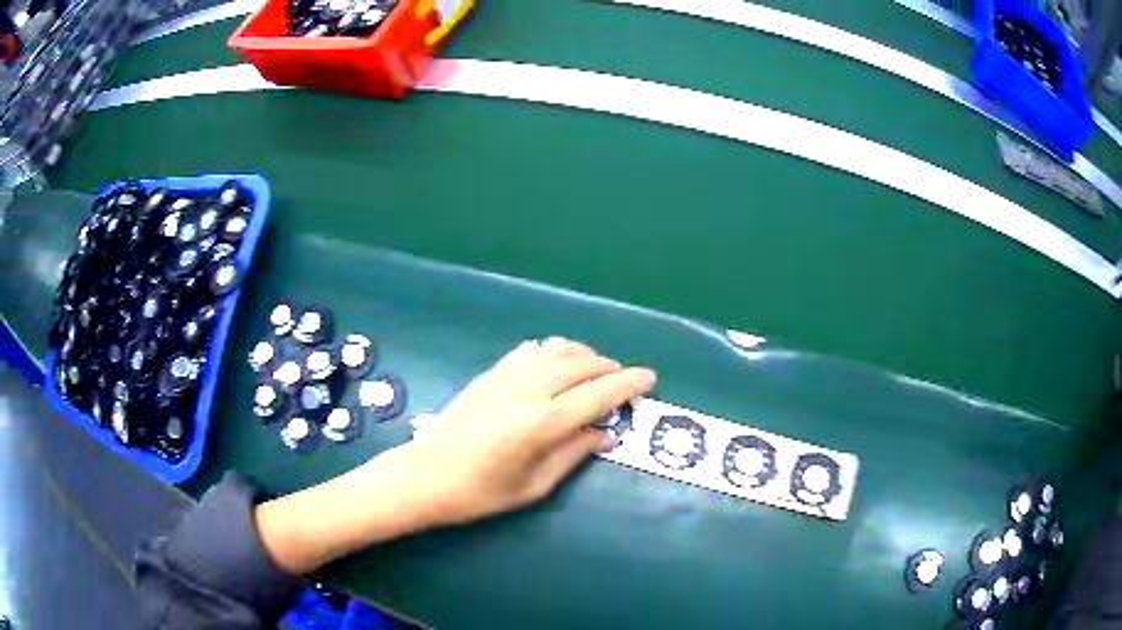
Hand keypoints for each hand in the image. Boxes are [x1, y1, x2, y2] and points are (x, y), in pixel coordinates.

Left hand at [407, 337, 656, 525]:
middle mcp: (528, 390)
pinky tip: (556, 363)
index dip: (628, 384)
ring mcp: (506, 376)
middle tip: (623, 380)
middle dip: (609, 367)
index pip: (598, 394)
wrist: (428, 474)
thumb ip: (574, 455)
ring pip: (557, 349)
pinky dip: (553, 351)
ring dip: (583, 354)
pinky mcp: (490, 373)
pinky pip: (530, 350)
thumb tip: (606, 436)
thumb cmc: (482, 491)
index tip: (650, 378)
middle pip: (581, 364)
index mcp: (542, 423)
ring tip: (595, 369)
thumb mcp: (534, 485)